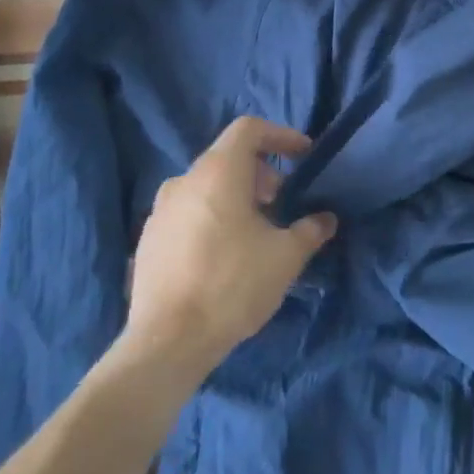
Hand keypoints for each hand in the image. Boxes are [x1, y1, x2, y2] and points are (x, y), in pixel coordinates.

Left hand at [115, 117, 336, 378]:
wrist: (166, 344)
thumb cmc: (232, 285)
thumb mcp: (286, 257)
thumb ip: (310, 230)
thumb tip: (326, 219)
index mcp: (217, 172)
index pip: (249, 129)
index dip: (280, 135)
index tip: (303, 156)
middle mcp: (184, 181)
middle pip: (227, 157)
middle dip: (261, 172)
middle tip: (281, 201)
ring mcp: (159, 212)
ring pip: (206, 186)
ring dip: (235, 196)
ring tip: (255, 230)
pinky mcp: (147, 242)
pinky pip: (187, 213)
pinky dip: (211, 217)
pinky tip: (224, 255)